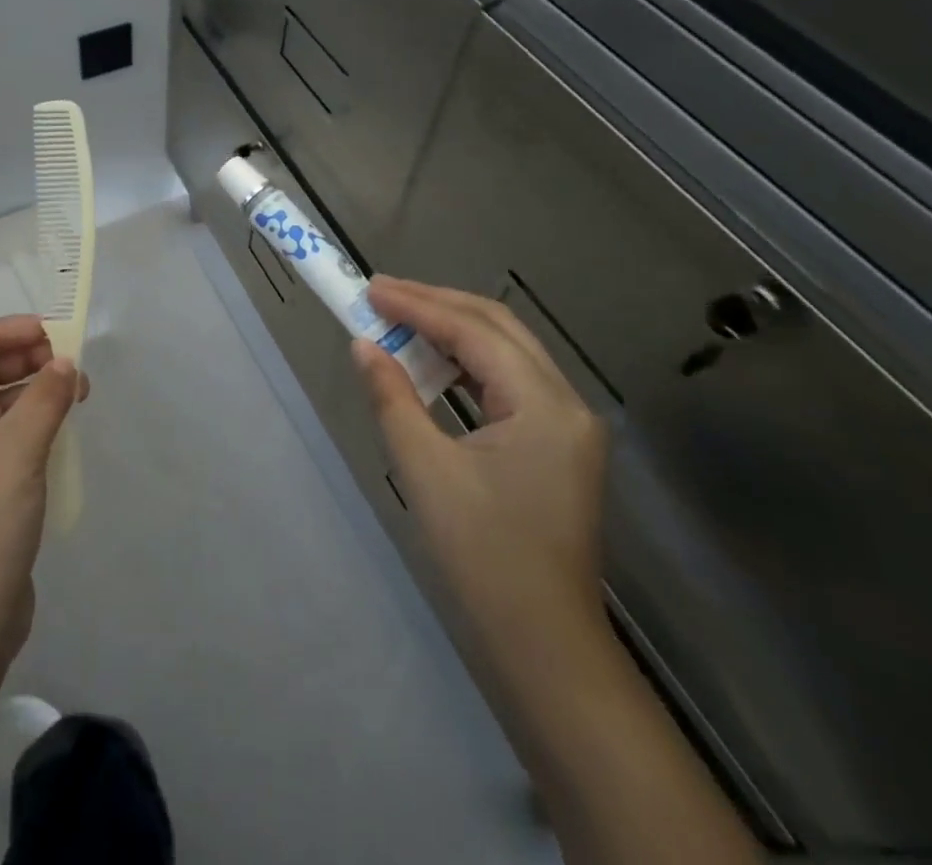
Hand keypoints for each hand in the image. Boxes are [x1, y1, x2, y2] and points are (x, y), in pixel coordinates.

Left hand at [0, 315, 83, 671]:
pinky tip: (64, 423)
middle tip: (67, 357)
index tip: (46, 330)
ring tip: (77, 387)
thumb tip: (66, 362)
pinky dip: (34, 423)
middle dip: (21, 359)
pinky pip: (6, 439)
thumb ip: (43, 400)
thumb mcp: (15, 456)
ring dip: (33, 391)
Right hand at [352, 277, 607, 652]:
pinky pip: (510, 382)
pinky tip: (433, 363)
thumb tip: (363, 345)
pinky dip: (468, 364)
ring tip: (399, 320)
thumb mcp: (425, 469)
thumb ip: (392, 397)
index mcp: (544, 405)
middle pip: (499, 328)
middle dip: (437, 304)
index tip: (370, 289)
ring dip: (452, 330)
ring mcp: (568, 424)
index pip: (474, 331)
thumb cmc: (482, 554)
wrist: (542, 643)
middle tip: (382, 294)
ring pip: (506, 351)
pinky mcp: (557, 444)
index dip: (418, 304)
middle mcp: (567, 403)